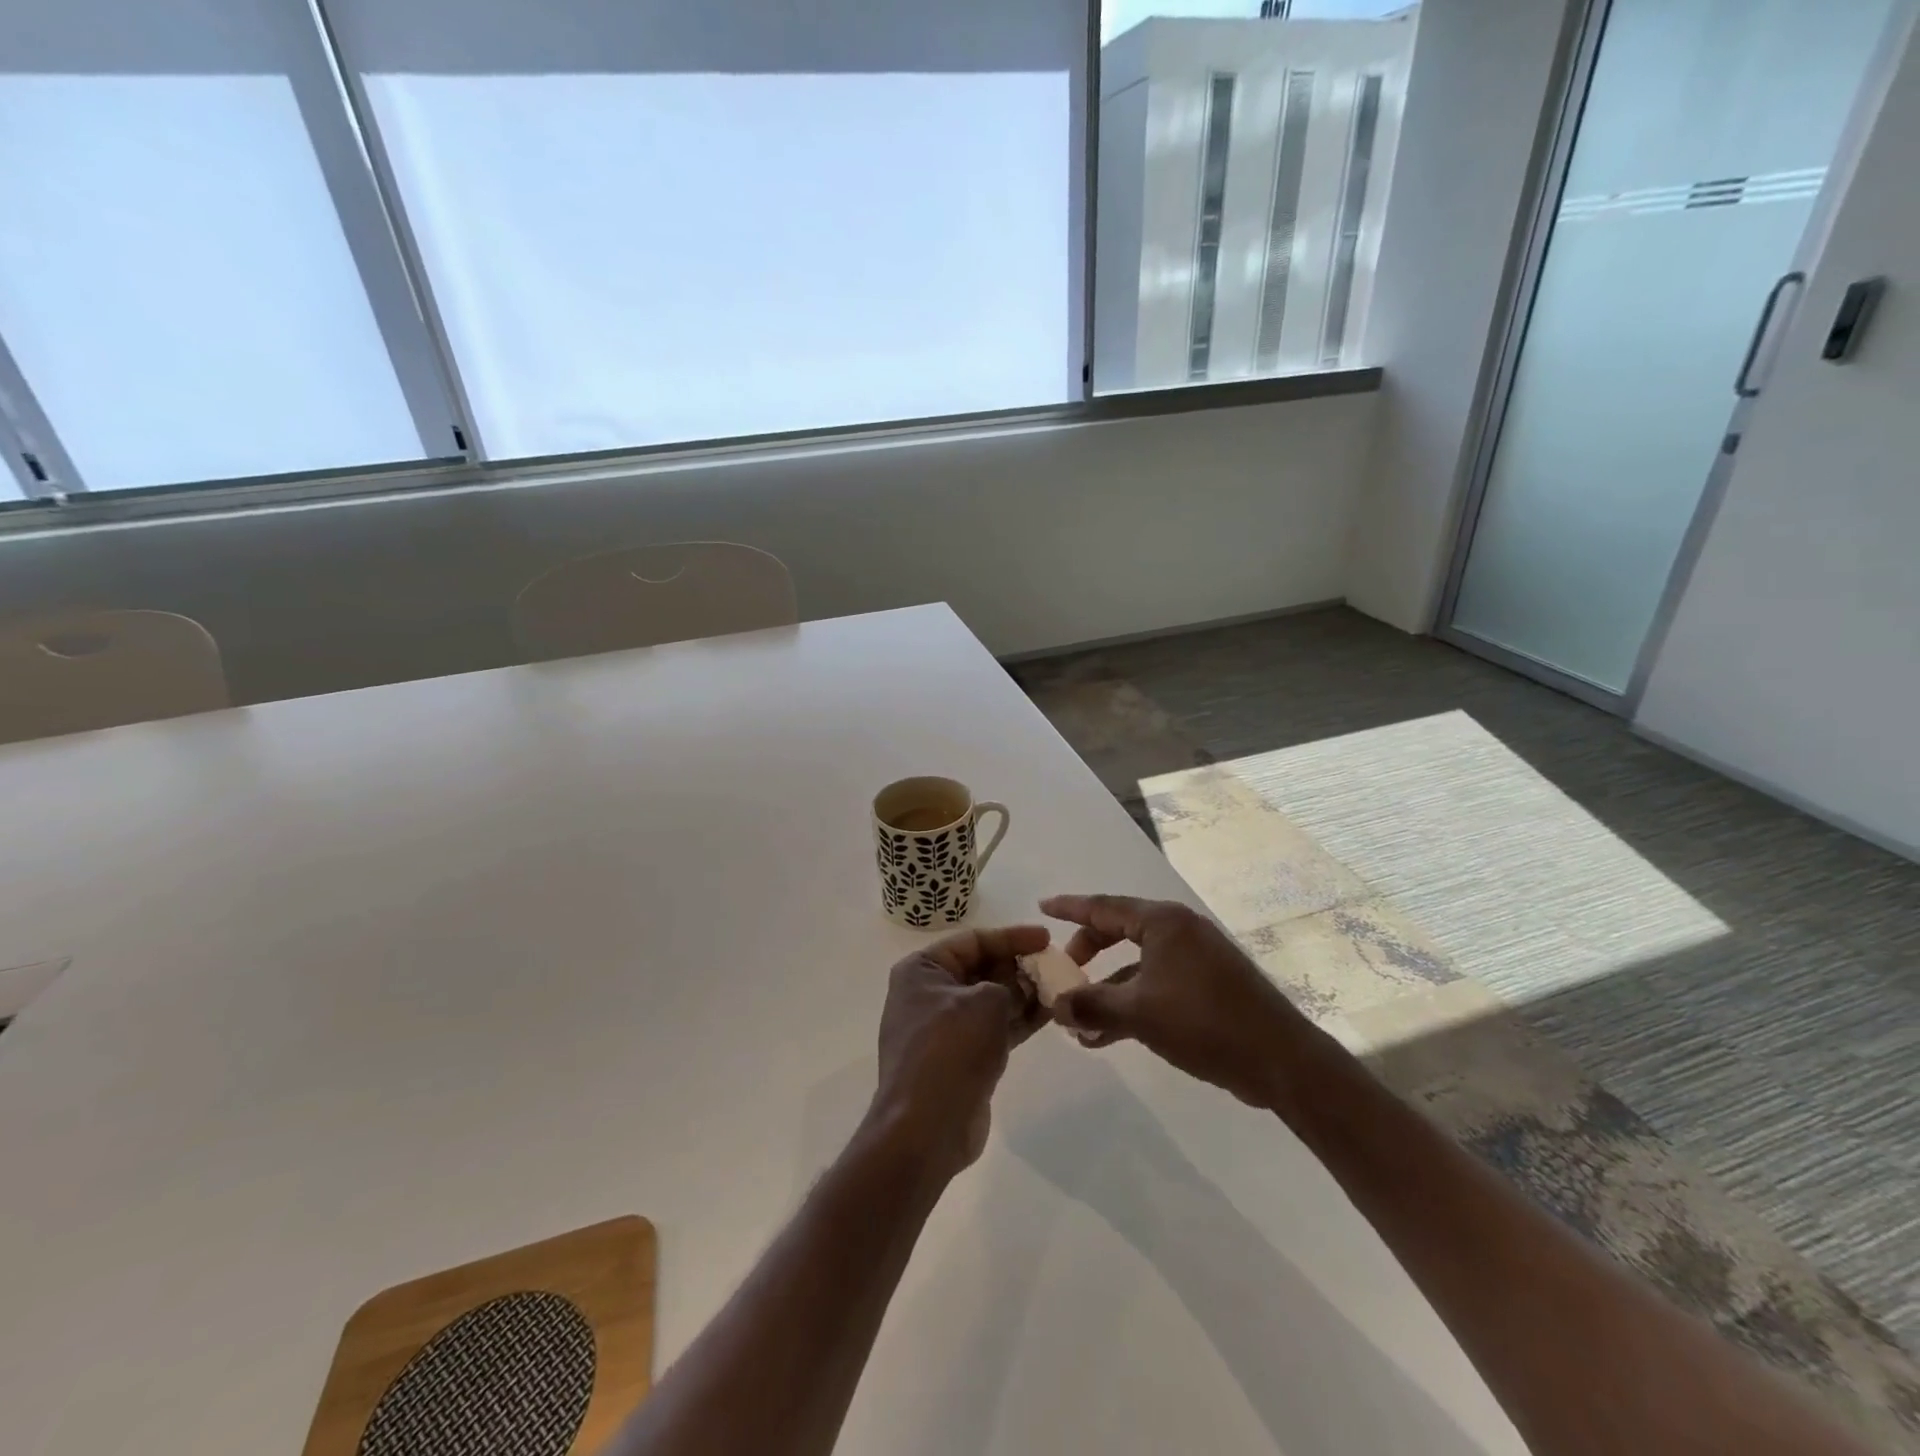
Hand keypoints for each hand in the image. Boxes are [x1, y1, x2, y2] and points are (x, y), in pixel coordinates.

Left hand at [872, 924, 1050, 1175]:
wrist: (926, 1127)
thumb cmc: (951, 1048)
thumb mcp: (986, 1002)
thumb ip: (1010, 985)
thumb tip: (1022, 984)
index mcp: (922, 970)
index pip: (972, 940)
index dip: (1011, 937)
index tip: (1047, 938)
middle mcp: (928, 994)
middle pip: (981, 969)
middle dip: (1018, 966)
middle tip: (1056, 965)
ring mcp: (943, 1028)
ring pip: (990, 1000)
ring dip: (1023, 994)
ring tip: (1060, 988)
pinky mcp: (960, 1058)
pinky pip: (992, 1028)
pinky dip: (1018, 1020)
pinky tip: (1050, 1014)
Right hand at [1041, 894, 1311, 1107]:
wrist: (1279, 1060)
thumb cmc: (1203, 1021)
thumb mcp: (1139, 1013)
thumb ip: (1091, 1005)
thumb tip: (1055, 1005)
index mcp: (1162, 922)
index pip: (1104, 906)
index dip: (1069, 907)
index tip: (1041, 908)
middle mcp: (1178, 931)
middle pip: (1118, 931)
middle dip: (1087, 953)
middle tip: (1062, 973)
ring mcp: (1195, 958)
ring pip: (1135, 964)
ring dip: (1106, 989)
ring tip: (1077, 1020)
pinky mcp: (1205, 986)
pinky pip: (1154, 984)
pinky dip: (1130, 1003)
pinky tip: (1106, 1036)